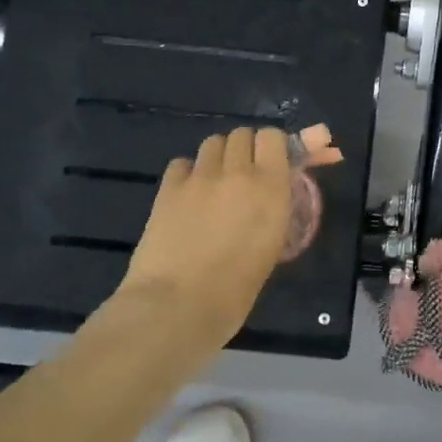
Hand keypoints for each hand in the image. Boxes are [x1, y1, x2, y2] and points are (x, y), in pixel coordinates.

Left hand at [113, 128, 292, 350]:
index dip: (273, 147)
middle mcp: (237, 172)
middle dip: (247, 150)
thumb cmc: (236, 290)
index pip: (273, 137)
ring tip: (217, 184)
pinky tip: (189, 196)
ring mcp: (199, 177)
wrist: (178, 306)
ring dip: (219, 157)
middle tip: (245, 177)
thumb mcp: (271, 245)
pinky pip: (183, 163)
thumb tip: (273, 191)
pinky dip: (189, 172)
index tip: (274, 164)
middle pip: (242, 134)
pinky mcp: (168, 188)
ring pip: (213, 143)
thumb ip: (274, 207)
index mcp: (271, 187)